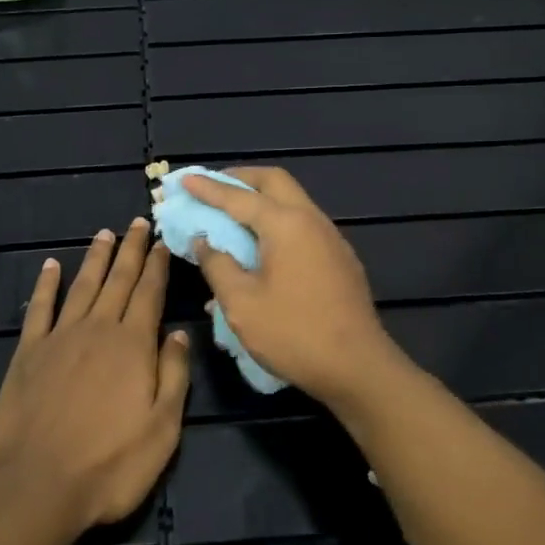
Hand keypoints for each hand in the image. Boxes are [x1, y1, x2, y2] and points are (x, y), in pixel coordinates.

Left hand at [0, 219, 190, 531]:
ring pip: (82, 286)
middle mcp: (97, 329)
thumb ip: (174, 375)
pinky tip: (51, 265)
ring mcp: (59, 338)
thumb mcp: (162, 428)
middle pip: (118, 280)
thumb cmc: (109, 465)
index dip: (156, 264)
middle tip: (138, 222)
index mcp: (133, 345)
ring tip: (105, 234)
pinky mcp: (28, 353)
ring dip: (95, 258)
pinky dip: (46, 284)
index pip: (149, 292)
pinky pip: (40, 308)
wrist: (36, 487)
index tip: (162, 240)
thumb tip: (180, 334)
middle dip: (130, 249)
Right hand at [182, 167, 402, 409]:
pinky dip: (278, 219)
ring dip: (262, 198)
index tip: (185, 179)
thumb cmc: (294, 334)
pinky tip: (264, 244)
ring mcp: (330, 236)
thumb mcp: (242, 304)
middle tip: (214, 187)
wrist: (358, 366)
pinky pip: (303, 222)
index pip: (238, 197)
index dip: (208, 188)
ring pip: (292, 200)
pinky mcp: (340, 256)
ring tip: (234, 213)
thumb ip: (218, 265)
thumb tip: (205, 241)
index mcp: (285, 224)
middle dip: (241, 178)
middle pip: (274, 181)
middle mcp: (311, 219)